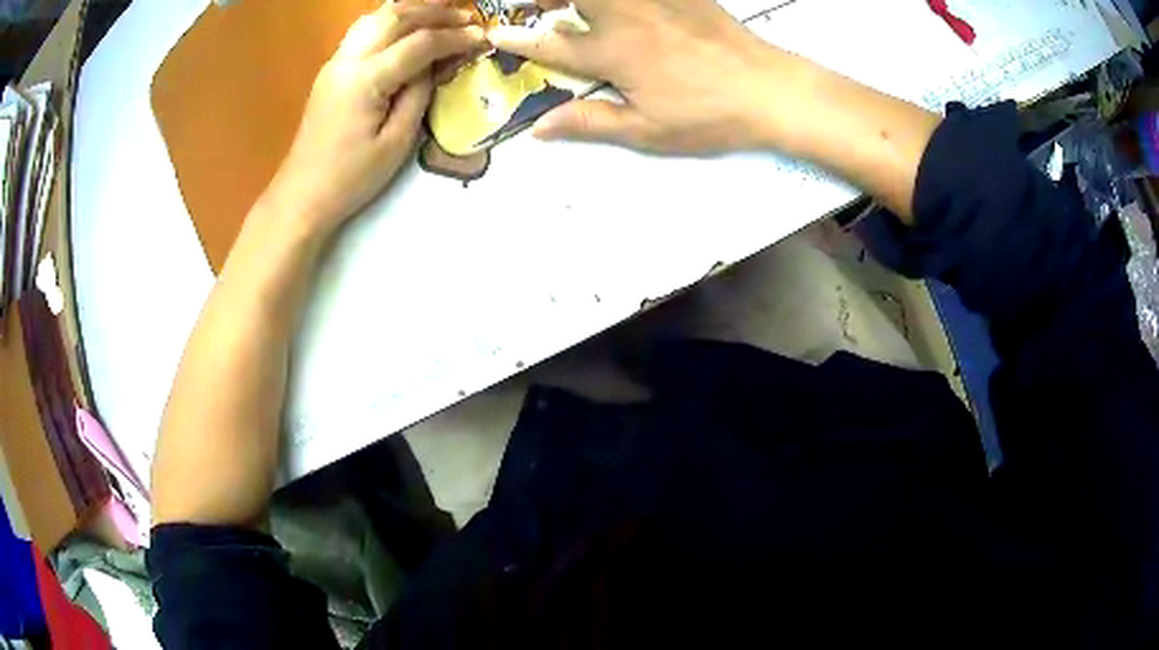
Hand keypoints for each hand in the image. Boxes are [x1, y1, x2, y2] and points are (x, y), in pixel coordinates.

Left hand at [266, 2, 484, 233]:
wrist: (302, 194)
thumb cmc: (350, 178)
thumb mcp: (396, 142)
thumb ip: (418, 95)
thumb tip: (433, 66)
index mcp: (365, 80)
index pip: (419, 44)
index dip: (454, 38)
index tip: (483, 38)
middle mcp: (348, 60)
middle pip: (396, 16)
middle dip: (435, 12)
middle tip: (468, 16)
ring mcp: (335, 62)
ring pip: (376, 17)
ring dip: (412, 10)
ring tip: (442, 12)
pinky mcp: (331, 70)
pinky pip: (364, 30)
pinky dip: (390, 20)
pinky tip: (407, 26)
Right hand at [488, 0, 809, 153]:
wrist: (770, 88)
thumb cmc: (710, 116)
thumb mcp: (648, 131)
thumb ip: (590, 123)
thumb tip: (539, 130)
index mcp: (613, 53)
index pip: (550, 44)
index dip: (519, 41)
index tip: (497, 35)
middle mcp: (625, 17)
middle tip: (539, 8)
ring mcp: (653, 0)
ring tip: (574, 8)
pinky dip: (623, 0)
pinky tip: (628, 10)